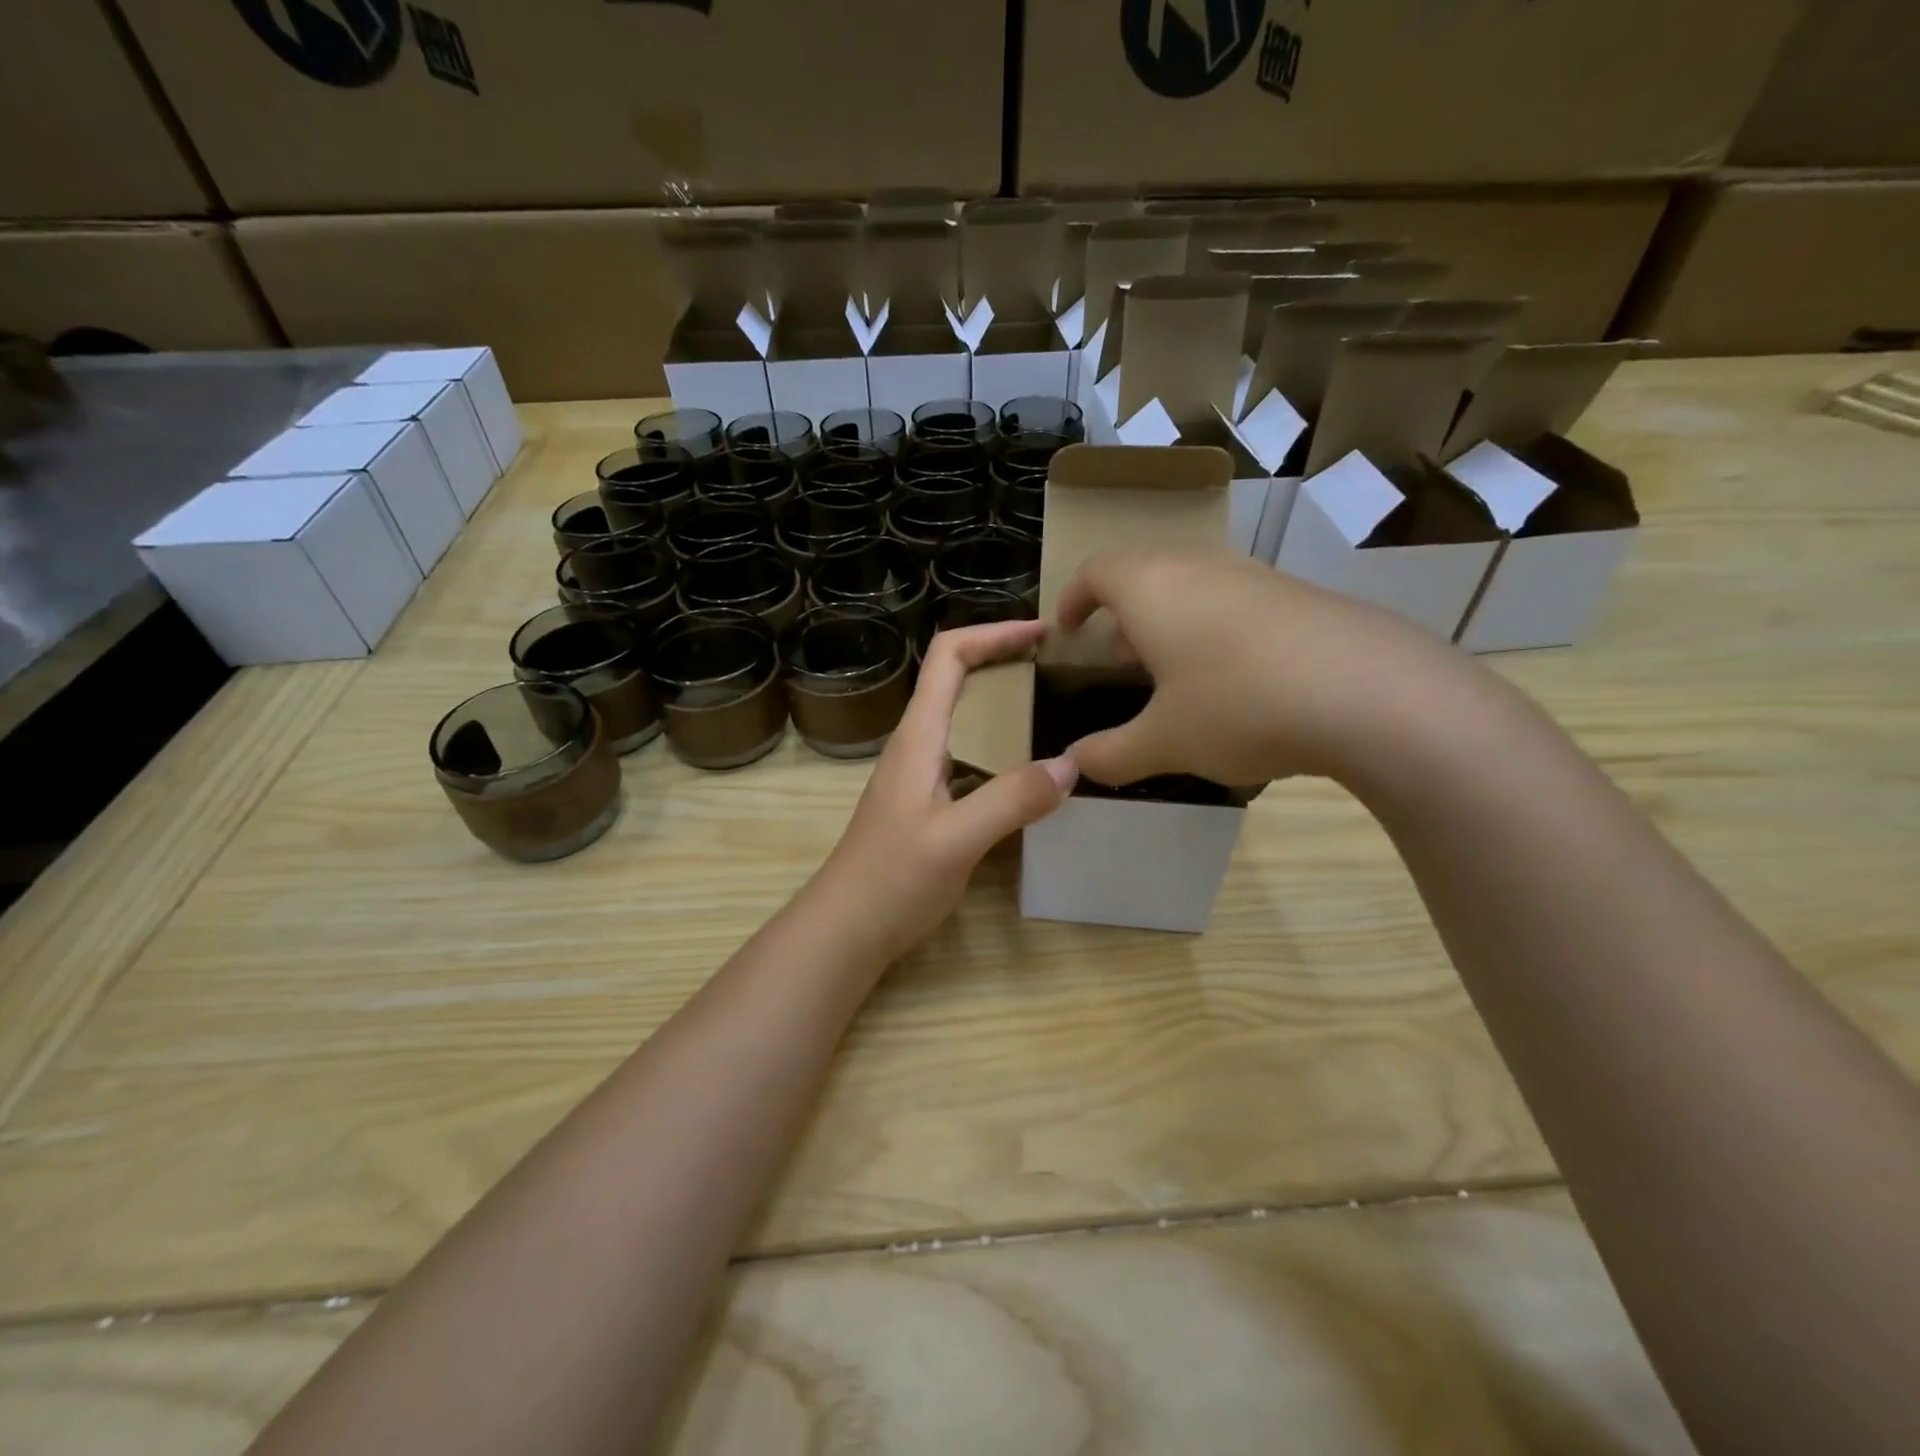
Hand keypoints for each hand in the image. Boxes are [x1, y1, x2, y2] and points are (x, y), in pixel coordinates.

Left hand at [805, 620, 1077, 964]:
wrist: (846, 928)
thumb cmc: (892, 878)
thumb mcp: (956, 839)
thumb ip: (1011, 800)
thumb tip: (1069, 766)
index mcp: (918, 736)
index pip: (949, 657)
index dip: (993, 633)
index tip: (1043, 633)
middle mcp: (916, 745)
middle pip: (957, 680)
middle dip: (1005, 662)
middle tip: (1059, 670)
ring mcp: (919, 775)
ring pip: (964, 721)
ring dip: (1004, 706)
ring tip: (1054, 713)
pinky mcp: (926, 803)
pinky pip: (968, 758)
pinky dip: (1001, 749)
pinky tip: (1028, 773)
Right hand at [1056, 550, 1470, 786]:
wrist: (1374, 695)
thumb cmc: (1240, 706)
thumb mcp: (1164, 742)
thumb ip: (1110, 753)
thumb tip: (1075, 764)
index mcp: (1153, 589)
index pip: (1098, 571)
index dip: (1074, 597)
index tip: (1067, 629)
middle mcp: (1202, 569)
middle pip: (1147, 575)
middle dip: (1124, 615)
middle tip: (1119, 660)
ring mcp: (1258, 578)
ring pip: (1195, 588)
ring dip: (1172, 623)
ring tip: (1174, 674)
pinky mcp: (1302, 597)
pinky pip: (1239, 603)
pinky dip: (1217, 631)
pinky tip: (1238, 682)